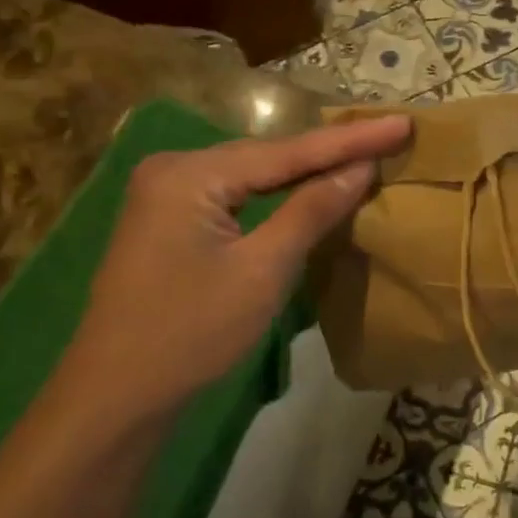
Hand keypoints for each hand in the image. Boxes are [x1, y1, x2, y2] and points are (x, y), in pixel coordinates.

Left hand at [56, 115, 411, 420]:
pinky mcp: (168, 219)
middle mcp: (174, 168)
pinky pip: (235, 194)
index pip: (288, 152)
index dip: (350, 140)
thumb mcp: (262, 271)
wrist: (115, 395)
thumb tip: (360, 167)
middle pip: (268, 156)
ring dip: (306, 169)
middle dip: (330, 150)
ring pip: (252, 174)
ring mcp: (166, 193)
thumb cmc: (191, 334)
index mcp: (191, 174)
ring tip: (362, 152)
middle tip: (388, 135)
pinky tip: (309, 186)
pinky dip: (276, 192)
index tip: (402, 122)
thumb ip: (312, 210)